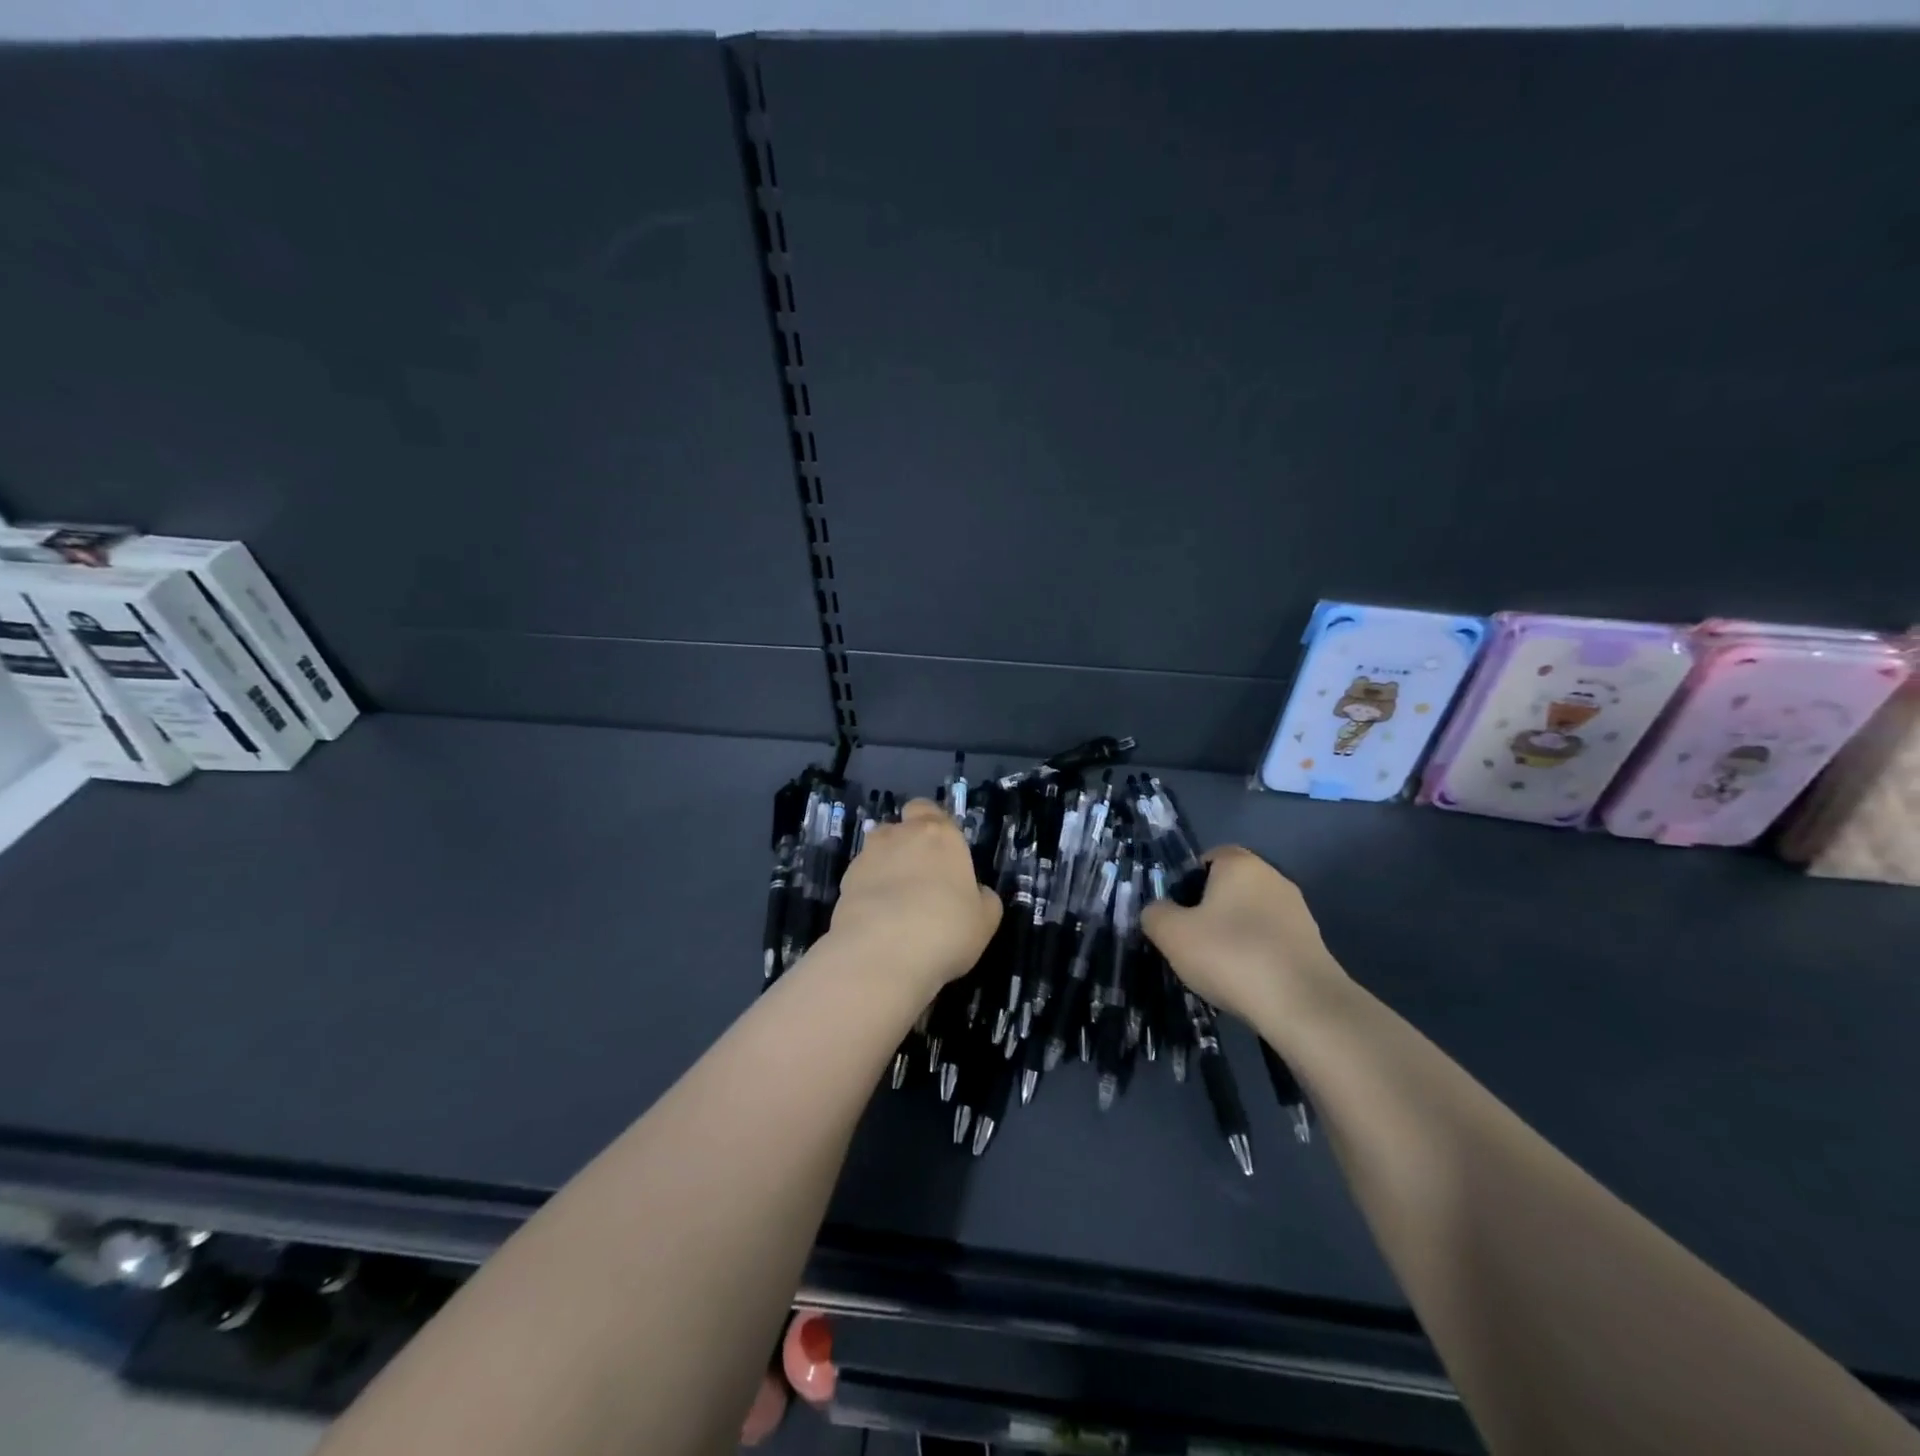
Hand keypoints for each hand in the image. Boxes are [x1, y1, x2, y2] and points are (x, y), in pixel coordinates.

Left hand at [824, 799, 1001, 998]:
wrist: (882, 953)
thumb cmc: (946, 928)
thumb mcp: (985, 920)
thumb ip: (982, 898)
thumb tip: (975, 893)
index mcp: (938, 834)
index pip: (927, 809)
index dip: (930, 824)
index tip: (940, 850)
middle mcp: (899, 836)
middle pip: (899, 829)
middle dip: (906, 847)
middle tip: (920, 881)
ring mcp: (867, 858)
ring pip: (876, 854)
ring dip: (885, 870)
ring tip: (897, 906)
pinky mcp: (843, 885)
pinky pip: (861, 882)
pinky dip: (868, 895)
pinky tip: (879, 923)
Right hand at [1140, 846, 1348, 1028]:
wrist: (1303, 1006)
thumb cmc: (1230, 955)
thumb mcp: (1172, 934)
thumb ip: (1155, 914)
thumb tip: (1158, 911)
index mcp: (1240, 864)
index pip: (1208, 858)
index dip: (1187, 882)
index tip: (1176, 913)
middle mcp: (1273, 878)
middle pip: (1230, 887)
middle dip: (1209, 910)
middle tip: (1190, 942)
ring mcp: (1298, 911)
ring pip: (1251, 915)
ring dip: (1234, 935)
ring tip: (1218, 969)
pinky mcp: (1313, 944)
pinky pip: (1271, 941)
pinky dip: (1256, 955)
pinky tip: (1246, 982)